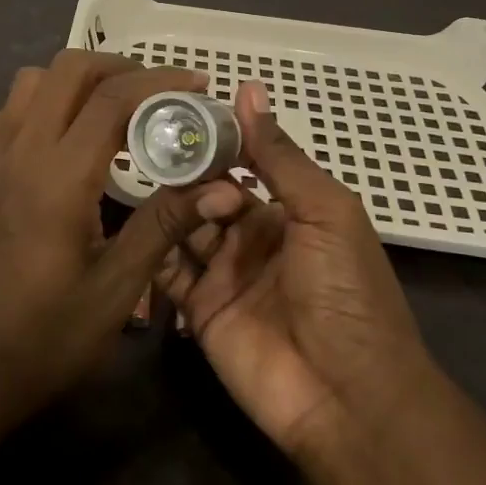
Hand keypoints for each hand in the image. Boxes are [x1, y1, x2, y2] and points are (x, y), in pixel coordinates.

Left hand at [0, 51, 243, 428]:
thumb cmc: (47, 337)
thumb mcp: (116, 288)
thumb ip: (165, 225)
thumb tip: (222, 186)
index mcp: (58, 178)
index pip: (112, 98)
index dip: (160, 82)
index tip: (198, 87)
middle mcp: (22, 152)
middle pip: (68, 68)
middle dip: (121, 67)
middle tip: (161, 94)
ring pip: (34, 80)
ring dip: (80, 79)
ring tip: (119, 109)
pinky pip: (14, 109)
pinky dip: (48, 100)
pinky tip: (71, 137)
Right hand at [156, 80, 433, 458]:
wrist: (347, 396)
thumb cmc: (345, 291)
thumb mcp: (324, 211)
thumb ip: (279, 155)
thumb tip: (249, 88)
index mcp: (286, 209)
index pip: (240, 163)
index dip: (213, 140)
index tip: (175, 112)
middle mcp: (250, 236)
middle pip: (205, 192)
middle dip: (186, 173)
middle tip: (155, 151)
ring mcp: (221, 273)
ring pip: (182, 226)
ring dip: (169, 206)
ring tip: (148, 185)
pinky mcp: (197, 309)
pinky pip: (167, 271)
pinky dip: (152, 250)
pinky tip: (138, 227)